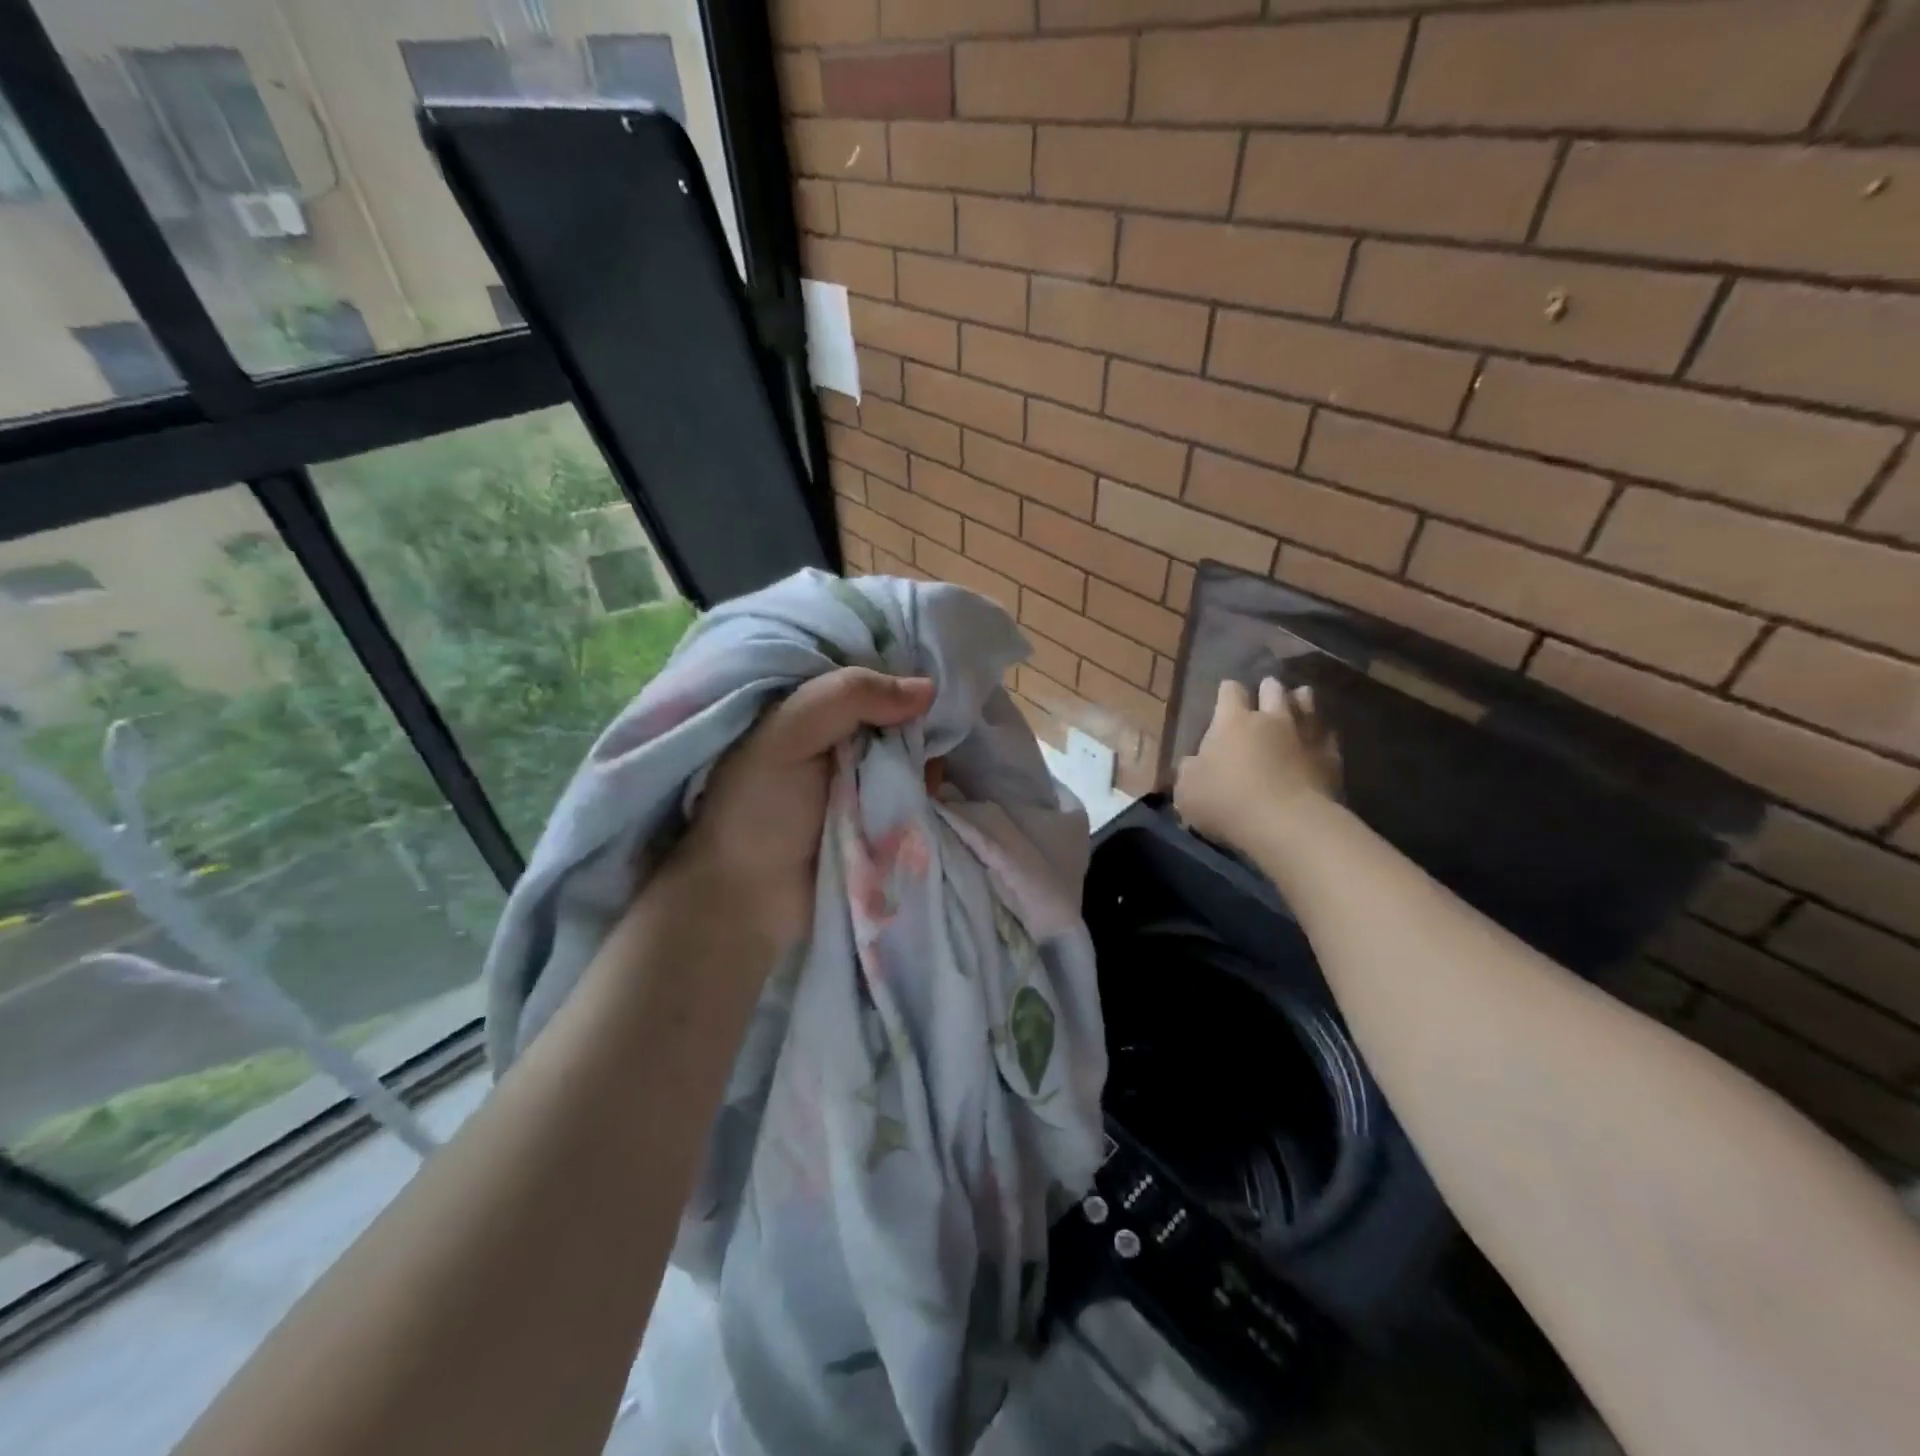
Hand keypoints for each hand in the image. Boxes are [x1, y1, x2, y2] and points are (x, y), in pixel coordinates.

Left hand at [671, 667, 934, 950]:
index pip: (862, 668)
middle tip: (926, 727)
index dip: (896, 667)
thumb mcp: (787, 734)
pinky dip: (925, 786)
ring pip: (910, 747)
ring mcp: (859, 774)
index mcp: (805, 704)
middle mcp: (835, 734)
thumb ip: (849, 697)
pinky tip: (927, 789)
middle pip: (893, 708)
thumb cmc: (755, 809)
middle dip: (915, 716)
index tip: (925, 674)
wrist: (747, 900)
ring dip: (923, 755)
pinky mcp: (880, 812)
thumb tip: (928, 688)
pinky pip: (916, 787)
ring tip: (924, 765)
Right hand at [1174, 677, 1339, 853]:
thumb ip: (1190, 770)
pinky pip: (1328, 734)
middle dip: (1268, 689)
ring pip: (1307, 703)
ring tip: (1298, 699)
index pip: (1230, 691)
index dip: (1227, 691)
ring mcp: (1305, 735)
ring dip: (1300, 700)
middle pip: (1273, 689)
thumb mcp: (1187, 790)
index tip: (1225, 695)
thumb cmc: (1227, 802)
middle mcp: (1271, 719)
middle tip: (1265, 693)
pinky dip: (1322, 732)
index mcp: (1232, 721)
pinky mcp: (1331, 757)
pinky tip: (1320, 737)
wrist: (1288, 824)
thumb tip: (1194, 763)